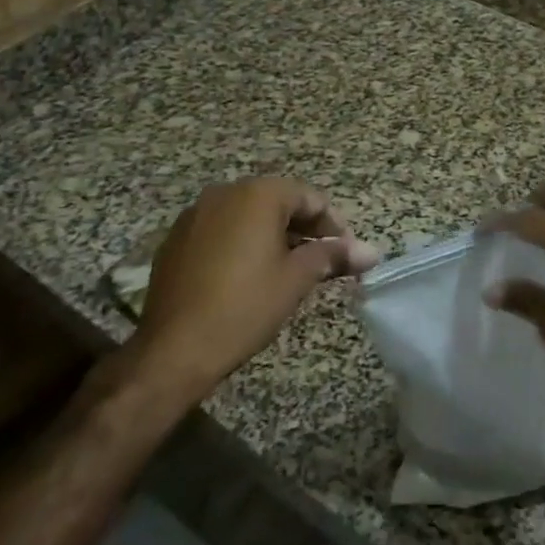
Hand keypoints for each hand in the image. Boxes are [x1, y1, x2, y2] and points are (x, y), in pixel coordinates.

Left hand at [131, 178, 377, 398]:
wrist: (173, 350)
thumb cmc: (244, 307)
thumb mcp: (296, 279)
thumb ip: (333, 256)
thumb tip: (371, 251)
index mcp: (257, 195)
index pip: (309, 197)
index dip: (334, 224)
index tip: (348, 253)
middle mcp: (224, 193)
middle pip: (278, 202)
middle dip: (306, 229)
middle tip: (324, 262)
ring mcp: (195, 215)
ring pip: (248, 216)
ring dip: (275, 236)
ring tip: (291, 270)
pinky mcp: (176, 240)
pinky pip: (222, 231)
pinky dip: (243, 244)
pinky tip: (251, 276)